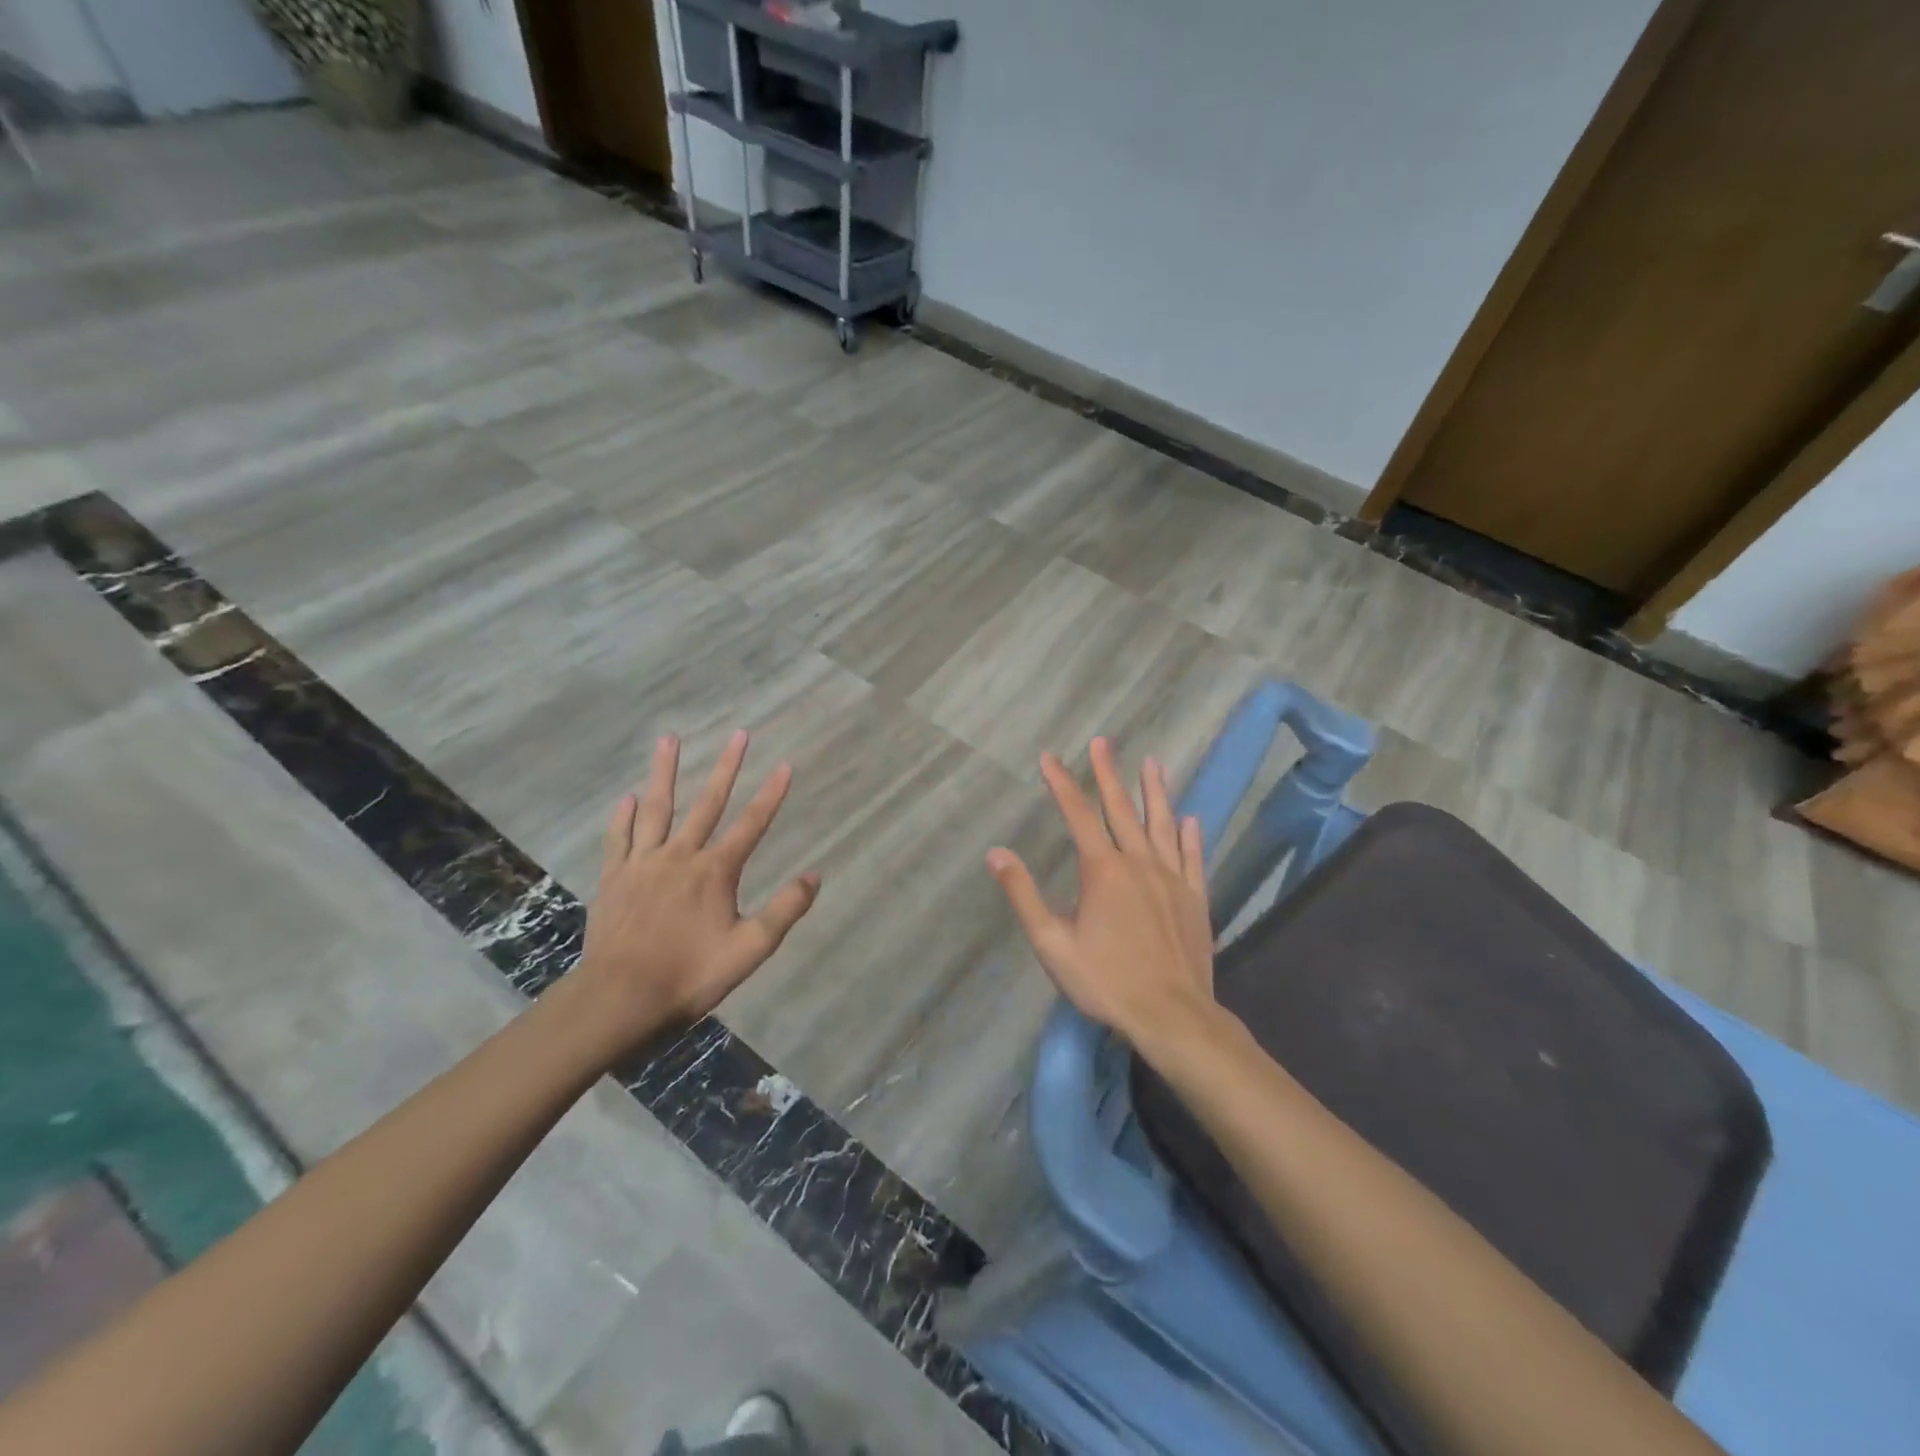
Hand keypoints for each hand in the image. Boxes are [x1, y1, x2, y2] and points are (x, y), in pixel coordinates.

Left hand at [570, 730, 819, 1056]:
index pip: (752, 824)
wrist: (620, 998)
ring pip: (657, 808)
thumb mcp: (750, 949)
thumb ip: (784, 910)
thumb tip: (815, 875)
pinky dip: (624, 815)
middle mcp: (680, 855)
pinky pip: (620, 837)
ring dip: (665, 772)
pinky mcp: (614, 877)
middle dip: (727, 767)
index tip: (786, 765)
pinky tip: (628, 797)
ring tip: (668, 738)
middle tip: (739, 734)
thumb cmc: (690, 974)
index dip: (772, 794)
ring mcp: (643, 863)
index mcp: (715, 871)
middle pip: (707, 803)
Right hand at [987, 738, 1216, 1055]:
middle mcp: (1139, 863)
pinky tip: (1190, 819)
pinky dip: (1190, 835)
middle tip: (1101, 741)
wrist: (1173, 1016)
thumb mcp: (1052, 944)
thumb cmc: (1107, 981)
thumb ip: (1024, 895)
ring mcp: (1172, 878)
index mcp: (1103, 871)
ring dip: (1155, 792)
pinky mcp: (1195, 898)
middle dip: (1107, 773)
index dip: (1061, 783)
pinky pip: (1193, 857)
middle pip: (1121, 809)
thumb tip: (996, 853)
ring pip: (1162, 824)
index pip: (1078, 814)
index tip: (1049, 757)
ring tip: (1153, 763)